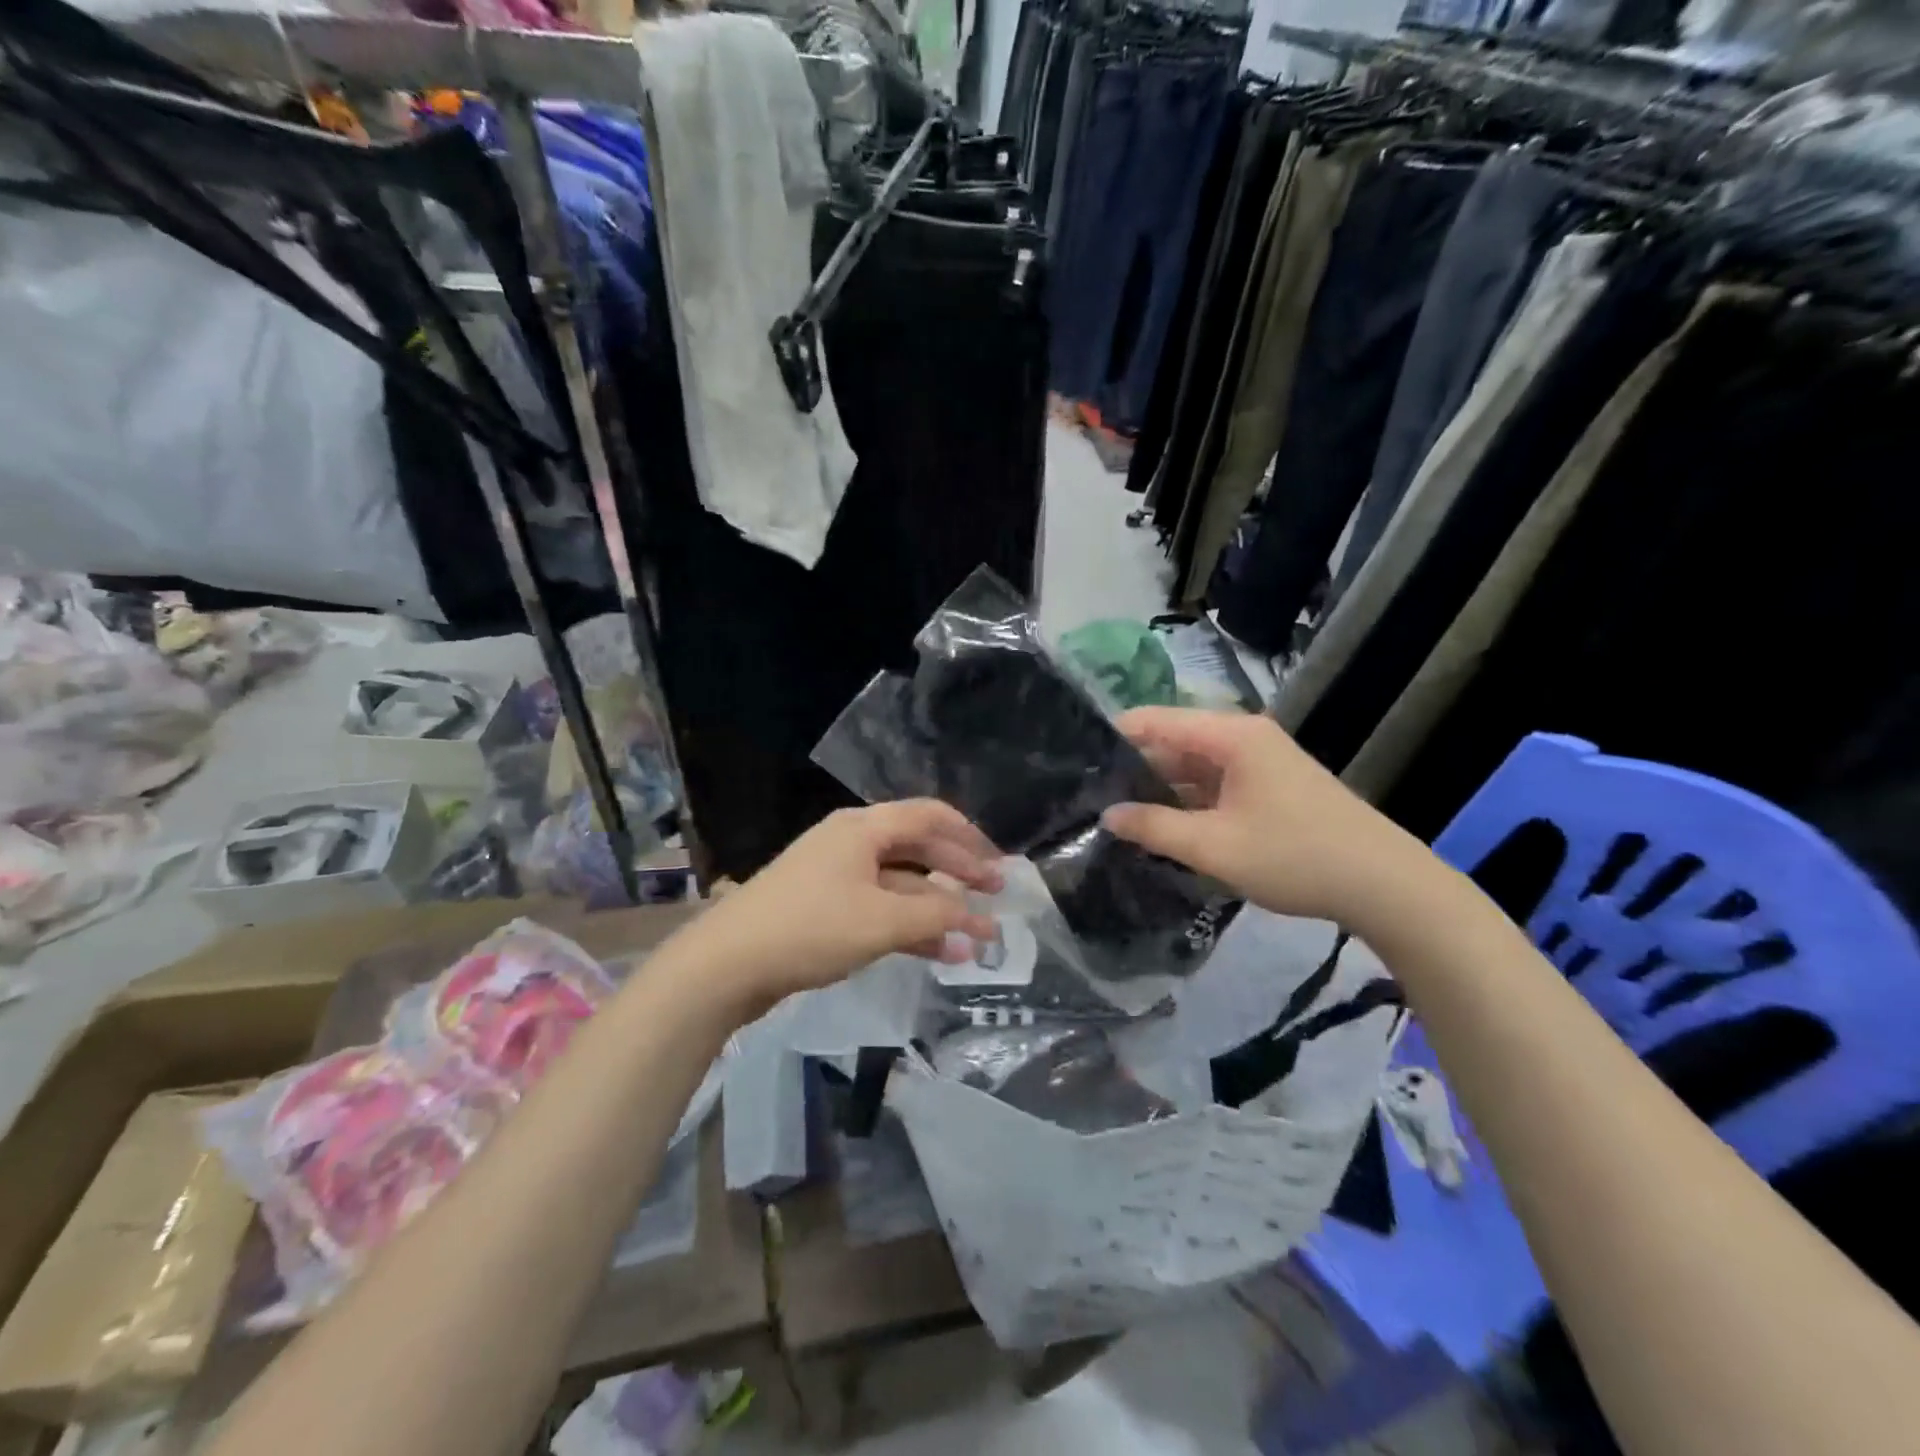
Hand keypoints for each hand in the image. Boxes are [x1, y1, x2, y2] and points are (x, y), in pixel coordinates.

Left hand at [687, 800, 1002, 1008]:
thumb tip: (981, 925)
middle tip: (995, 897)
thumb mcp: (882, 922)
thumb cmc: (810, 928)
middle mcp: (851, 842)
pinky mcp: (824, 908)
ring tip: (974, 935)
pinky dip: (909, 925)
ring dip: (937, 907)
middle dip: (958, 872)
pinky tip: (937, 951)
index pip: (930, 816)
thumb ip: (938, 918)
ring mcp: (836, 875)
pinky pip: (879, 907)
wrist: (726, 965)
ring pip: (900, 882)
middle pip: (918, 847)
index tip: (1000, 867)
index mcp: (864, 828)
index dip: (971, 838)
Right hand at [1103, 707, 1421, 924]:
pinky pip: (1215, 783)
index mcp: (1230, 735)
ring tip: (1116, 812)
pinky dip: (1188, 801)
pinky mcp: (1269, 785)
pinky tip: (1162, 825)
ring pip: (1193, 766)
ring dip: (1160, 788)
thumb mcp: (1214, 847)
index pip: (1154, 721)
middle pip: (1172, 741)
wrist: (1384, 885)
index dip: (1113, 738)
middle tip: (1089, 797)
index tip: (1075, 764)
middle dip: (1133, 768)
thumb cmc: (1295, 856)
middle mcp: (1243, 737)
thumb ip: (1154, 828)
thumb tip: (1107, 815)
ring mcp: (1259, 761)